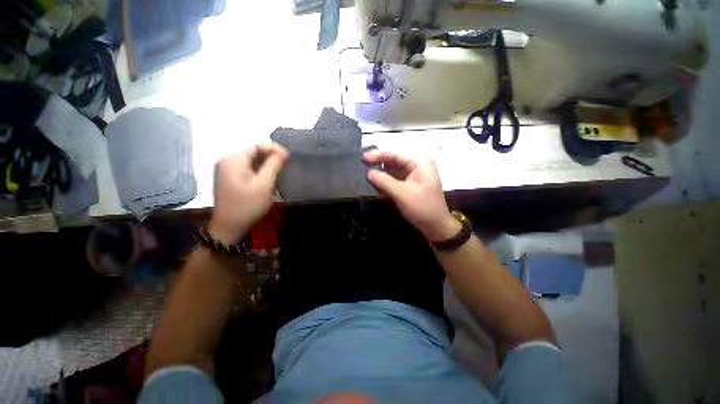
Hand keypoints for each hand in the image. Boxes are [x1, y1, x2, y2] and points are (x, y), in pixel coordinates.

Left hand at [209, 143, 287, 243]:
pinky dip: (259, 170)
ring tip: (280, 171)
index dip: (273, 148)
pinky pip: (246, 168)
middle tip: (285, 164)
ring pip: (250, 160)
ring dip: (266, 163)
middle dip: (270, 156)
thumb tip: (283, 152)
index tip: (288, 157)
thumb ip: (273, 165)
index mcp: (233, 160)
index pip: (256, 146)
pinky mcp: (229, 179)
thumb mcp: (264, 185)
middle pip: (252, 152)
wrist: (229, 227)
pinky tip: (268, 177)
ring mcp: (226, 170)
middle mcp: (227, 161)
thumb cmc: (248, 205)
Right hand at [363, 150, 460, 241]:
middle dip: (379, 164)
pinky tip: (375, 182)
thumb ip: (384, 181)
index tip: (363, 157)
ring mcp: (414, 176)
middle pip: (394, 161)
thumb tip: (368, 172)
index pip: (396, 155)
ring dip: (381, 173)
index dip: (378, 155)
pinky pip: (395, 179)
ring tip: (365, 173)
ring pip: (394, 171)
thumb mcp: (402, 194)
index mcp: (419, 163)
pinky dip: (386, 181)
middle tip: (362, 165)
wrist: (436, 227)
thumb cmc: (422, 208)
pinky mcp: (410, 185)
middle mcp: (417, 166)